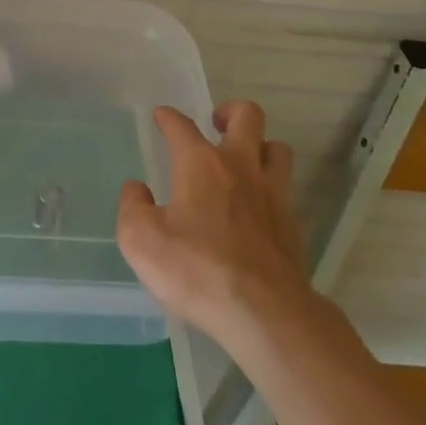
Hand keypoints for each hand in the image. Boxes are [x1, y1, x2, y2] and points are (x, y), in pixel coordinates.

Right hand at [117, 100, 305, 345]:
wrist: (264, 313)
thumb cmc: (196, 269)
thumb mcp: (141, 241)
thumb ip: (133, 207)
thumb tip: (137, 189)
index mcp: (200, 163)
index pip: (181, 125)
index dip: (168, 117)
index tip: (162, 116)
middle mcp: (240, 166)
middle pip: (248, 116)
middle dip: (231, 111)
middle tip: (217, 124)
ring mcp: (273, 194)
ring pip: (277, 149)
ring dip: (261, 146)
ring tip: (245, 161)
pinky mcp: (293, 225)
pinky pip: (286, 192)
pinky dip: (272, 191)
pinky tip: (260, 210)